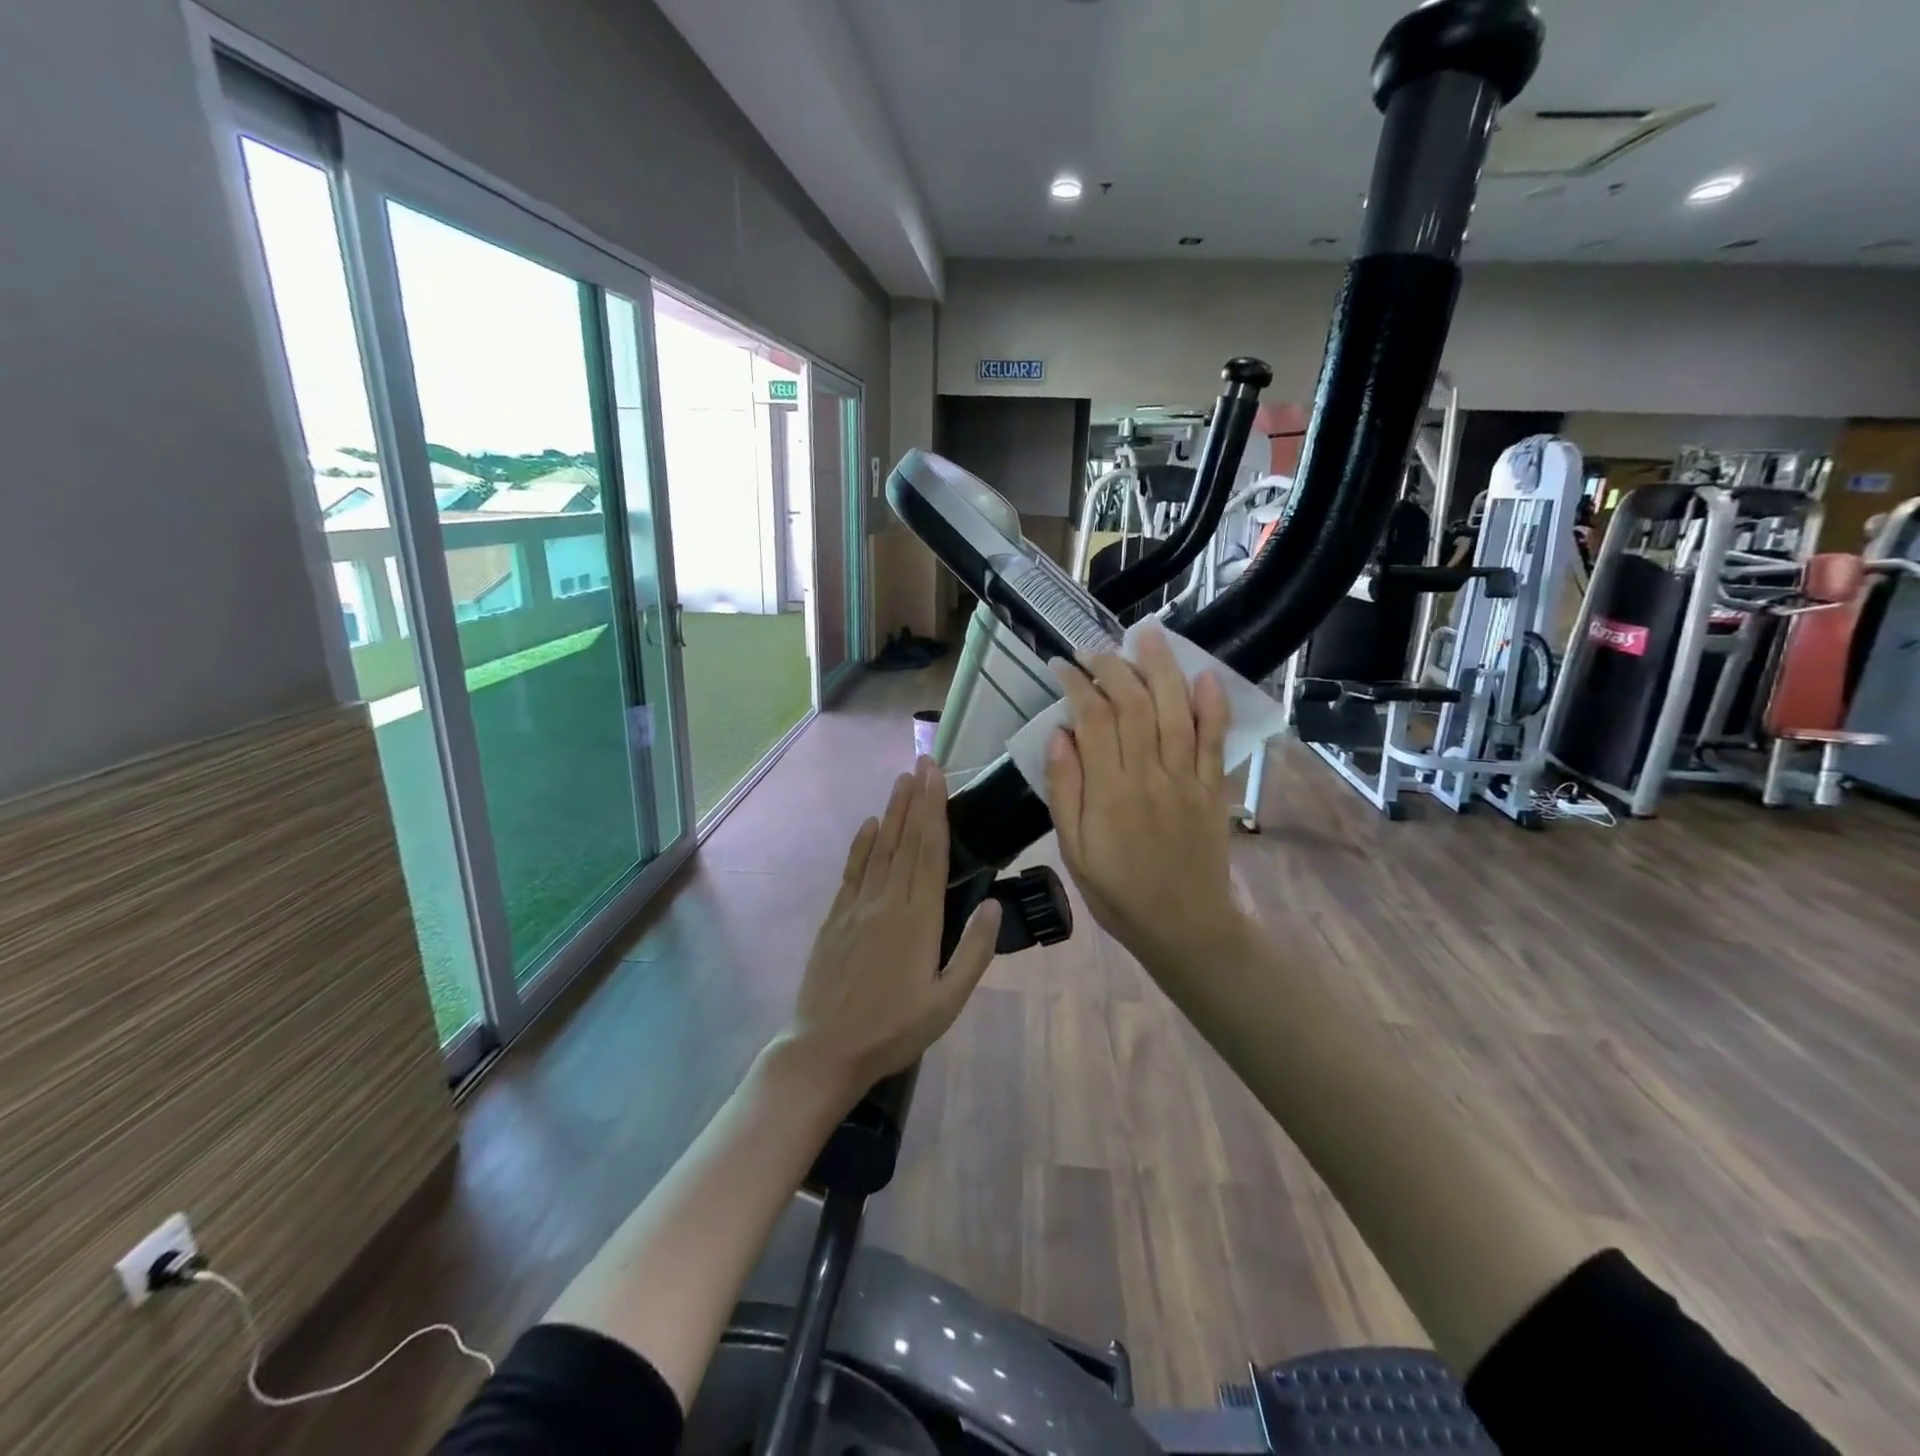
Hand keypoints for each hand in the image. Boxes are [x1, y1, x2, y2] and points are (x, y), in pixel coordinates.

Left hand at [776, 758, 1000, 1104]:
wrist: (826, 1048)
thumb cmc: (894, 1028)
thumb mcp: (947, 1001)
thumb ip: (974, 952)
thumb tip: (994, 904)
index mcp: (918, 919)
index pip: (930, 851)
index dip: (934, 810)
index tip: (937, 775)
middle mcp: (887, 901)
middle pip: (904, 840)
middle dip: (916, 799)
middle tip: (923, 761)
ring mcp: (857, 906)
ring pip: (879, 848)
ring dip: (892, 812)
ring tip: (903, 780)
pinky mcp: (836, 916)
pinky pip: (853, 870)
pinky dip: (862, 844)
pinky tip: (870, 825)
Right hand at [1045, 625, 1252, 976]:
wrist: (1185, 926)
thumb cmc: (1118, 892)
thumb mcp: (1073, 851)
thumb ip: (1065, 791)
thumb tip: (1058, 733)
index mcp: (1110, 792)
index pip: (1093, 718)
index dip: (1078, 683)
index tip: (1062, 665)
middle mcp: (1150, 776)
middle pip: (1135, 704)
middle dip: (1113, 667)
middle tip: (1095, 649)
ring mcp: (1187, 780)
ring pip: (1176, 711)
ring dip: (1162, 669)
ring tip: (1149, 635)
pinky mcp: (1213, 789)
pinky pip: (1215, 741)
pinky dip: (1212, 706)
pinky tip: (1205, 676)